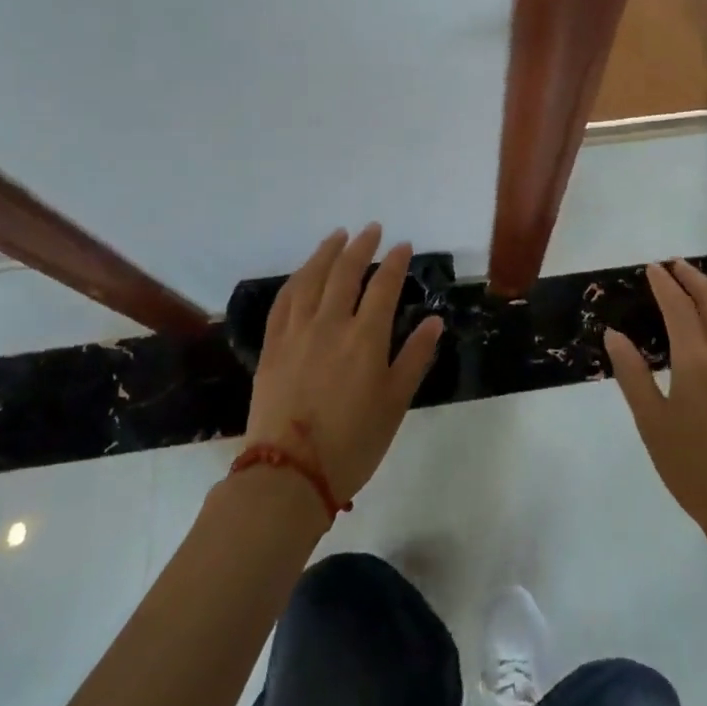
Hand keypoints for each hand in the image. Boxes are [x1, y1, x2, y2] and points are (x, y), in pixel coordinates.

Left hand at [245, 224, 443, 507]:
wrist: (289, 475)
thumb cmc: (353, 443)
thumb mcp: (395, 403)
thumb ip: (414, 357)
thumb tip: (434, 321)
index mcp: (365, 339)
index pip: (383, 286)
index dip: (395, 262)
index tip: (403, 245)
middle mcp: (330, 325)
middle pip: (345, 272)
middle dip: (361, 246)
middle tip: (372, 229)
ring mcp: (296, 333)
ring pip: (311, 279)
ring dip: (326, 252)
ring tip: (337, 236)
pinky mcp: (272, 346)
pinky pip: (283, 301)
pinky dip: (296, 279)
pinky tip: (303, 273)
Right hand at [606, 260, 706, 550]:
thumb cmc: (693, 469)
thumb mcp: (651, 423)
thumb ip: (632, 373)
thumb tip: (614, 333)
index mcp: (698, 361)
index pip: (679, 307)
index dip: (664, 284)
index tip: (652, 269)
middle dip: (692, 278)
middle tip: (675, 266)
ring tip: (701, 285)